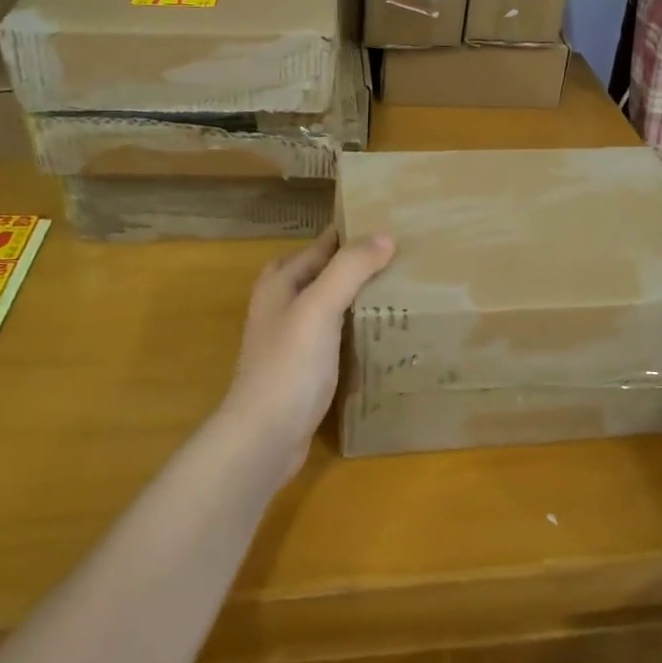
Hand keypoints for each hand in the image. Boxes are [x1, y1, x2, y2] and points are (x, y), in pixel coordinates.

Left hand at [220, 228, 395, 474]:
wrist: (264, 438)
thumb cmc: (289, 365)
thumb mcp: (319, 307)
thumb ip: (349, 269)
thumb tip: (385, 236)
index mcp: (278, 285)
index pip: (318, 247)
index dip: (348, 234)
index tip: (387, 224)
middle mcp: (280, 308)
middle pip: (319, 275)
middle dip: (351, 265)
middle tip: (394, 260)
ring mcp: (289, 343)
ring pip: (327, 308)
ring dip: (354, 299)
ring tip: (396, 293)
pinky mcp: (302, 372)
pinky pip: (332, 339)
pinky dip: (353, 331)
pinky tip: (379, 337)